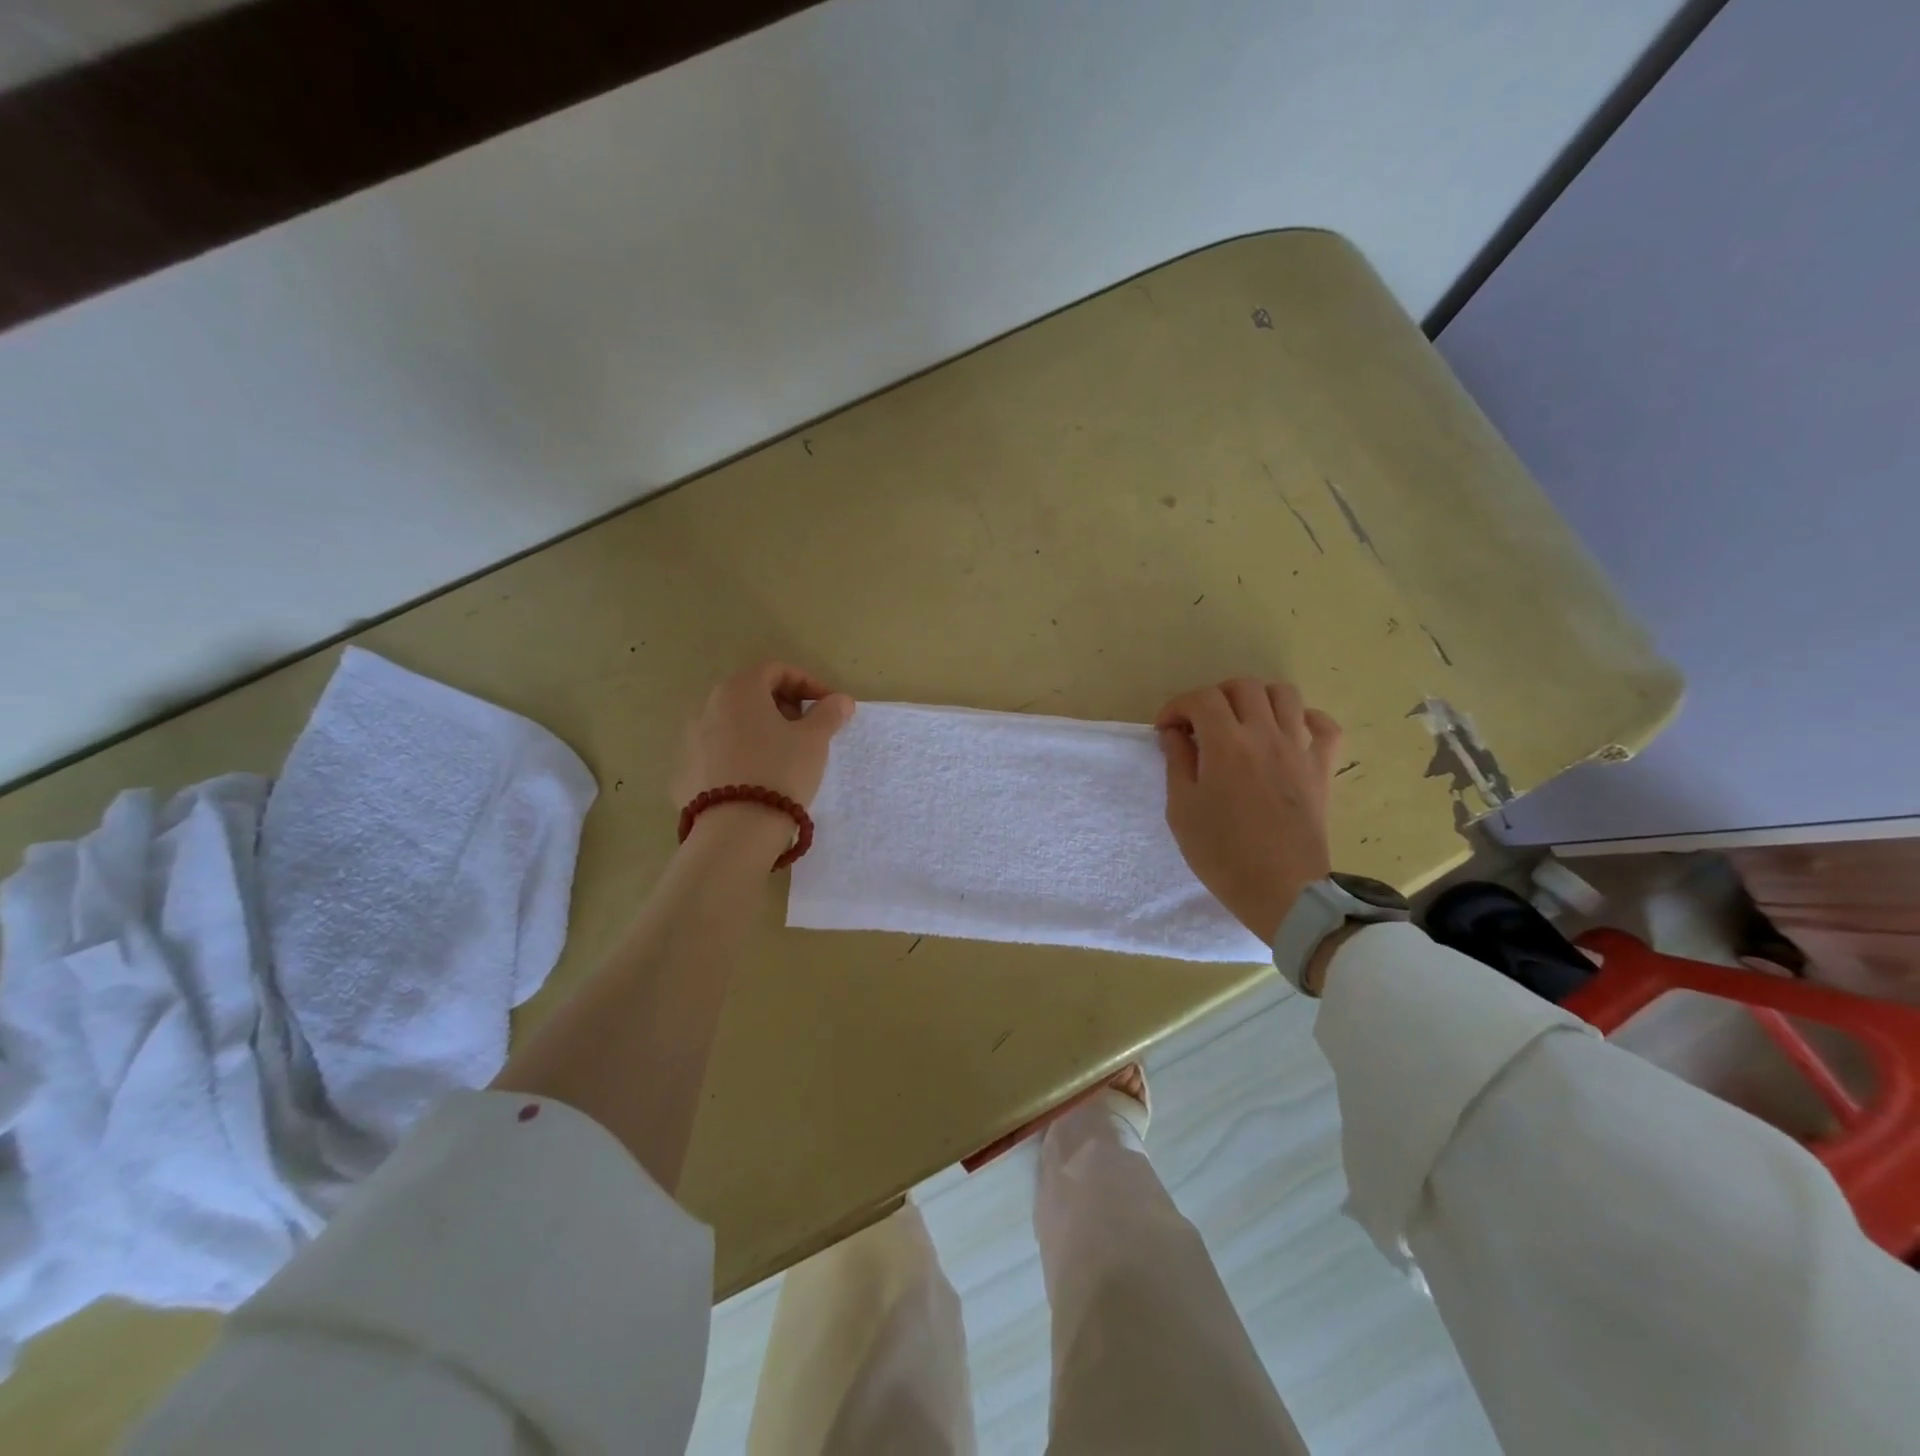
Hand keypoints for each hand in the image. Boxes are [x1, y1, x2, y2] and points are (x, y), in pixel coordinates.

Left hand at [672, 662, 855, 813]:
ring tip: (783, 756)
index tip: (827, 706)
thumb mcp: (814, 741)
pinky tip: (757, 779)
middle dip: (782, 706)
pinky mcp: (683, 772)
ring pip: (732, 724)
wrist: (735, 831)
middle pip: (750, 694)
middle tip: (807, 729)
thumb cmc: (780, 771)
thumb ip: (828, 714)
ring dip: (759, 731)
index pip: (775, 670)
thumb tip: (841, 700)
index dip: (807, 683)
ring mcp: (689, 740)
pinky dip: (739, 756)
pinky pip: (718, 753)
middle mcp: (707, 706)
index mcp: (738, 690)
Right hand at [1155, 678, 1340, 943]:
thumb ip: (1177, 762)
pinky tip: (1288, 732)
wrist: (1282, 891)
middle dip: (1215, 697)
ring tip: (1242, 722)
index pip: (1201, 699)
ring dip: (1257, 699)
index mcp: (1225, 744)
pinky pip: (1325, 726)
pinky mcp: (1322, 768)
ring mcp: (1299, 749)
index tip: (1167, 730)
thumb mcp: (1182, 810)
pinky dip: (1306, 719)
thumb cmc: (1222, 853)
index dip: (1177, 707)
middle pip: (1243, 687)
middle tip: (1201, 725)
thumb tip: (1175, 733)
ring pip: (1284, 694)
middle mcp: (1265, 735)